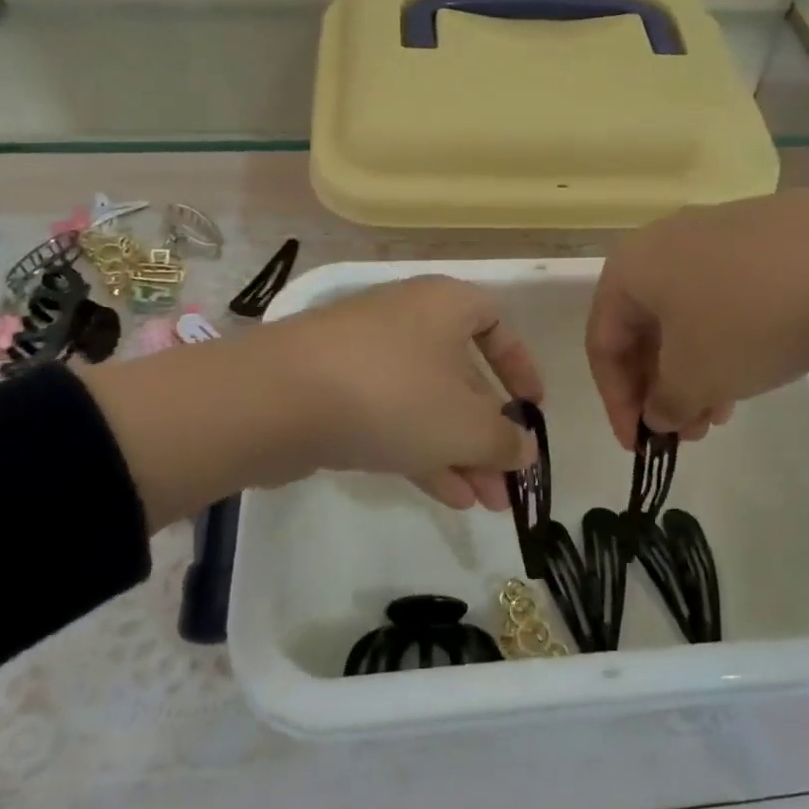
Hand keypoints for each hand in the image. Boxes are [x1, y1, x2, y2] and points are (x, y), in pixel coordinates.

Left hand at [268, 276, 541, 510]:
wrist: (276, 400)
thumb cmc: (393, 394)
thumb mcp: (466, 425)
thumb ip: (506, 440)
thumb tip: (526, 451)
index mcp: (445, 305)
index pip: (496, 323)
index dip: (520, 366)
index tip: (532, 408)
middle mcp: (408, 320)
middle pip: (462, 375)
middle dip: (489, 432)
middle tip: (508, 482)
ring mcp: (367, 355)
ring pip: (427, 403)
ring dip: (459, 452)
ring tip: (485, 503)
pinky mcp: (335, 390)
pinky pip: (392, 417)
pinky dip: (421, 452)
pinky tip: (447, 496)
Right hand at [587, 195, 808, 446]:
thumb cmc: (747, 322)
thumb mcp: (695, 378)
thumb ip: (664, 404)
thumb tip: (660, 412)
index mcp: (630, 268)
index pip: (602, 343)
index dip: (616, 401)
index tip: (640, 445)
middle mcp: (664, 241)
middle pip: (646, 327)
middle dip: (661, 388)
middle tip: (685, 432)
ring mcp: (716, 232)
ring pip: (688, 313)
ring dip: (695, 369)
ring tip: (722, 412)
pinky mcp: (762, 234)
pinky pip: (725, 295)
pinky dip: (726, 338)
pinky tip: (756, 367)